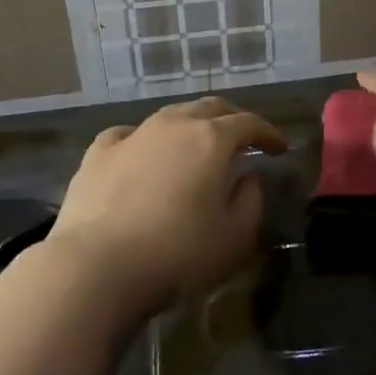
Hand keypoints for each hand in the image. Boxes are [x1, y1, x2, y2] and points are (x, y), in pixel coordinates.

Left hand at [48, 97, 287, 319]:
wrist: (96, 266)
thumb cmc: (177, 253)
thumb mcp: (234, 238)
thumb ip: (251, 202)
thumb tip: (248, 179)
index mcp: (212, 139)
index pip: (249, 124)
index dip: (268, 133)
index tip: (280, 148)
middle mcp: (174, 125)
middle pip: (210, 108)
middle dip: (232, 119)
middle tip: (244, 139)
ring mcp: (133, 135)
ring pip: (170, 115)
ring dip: (190, 125)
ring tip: (197, 145)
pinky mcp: (98, 154)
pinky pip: (128, 135)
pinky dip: (144, 140)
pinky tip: (142, 153)